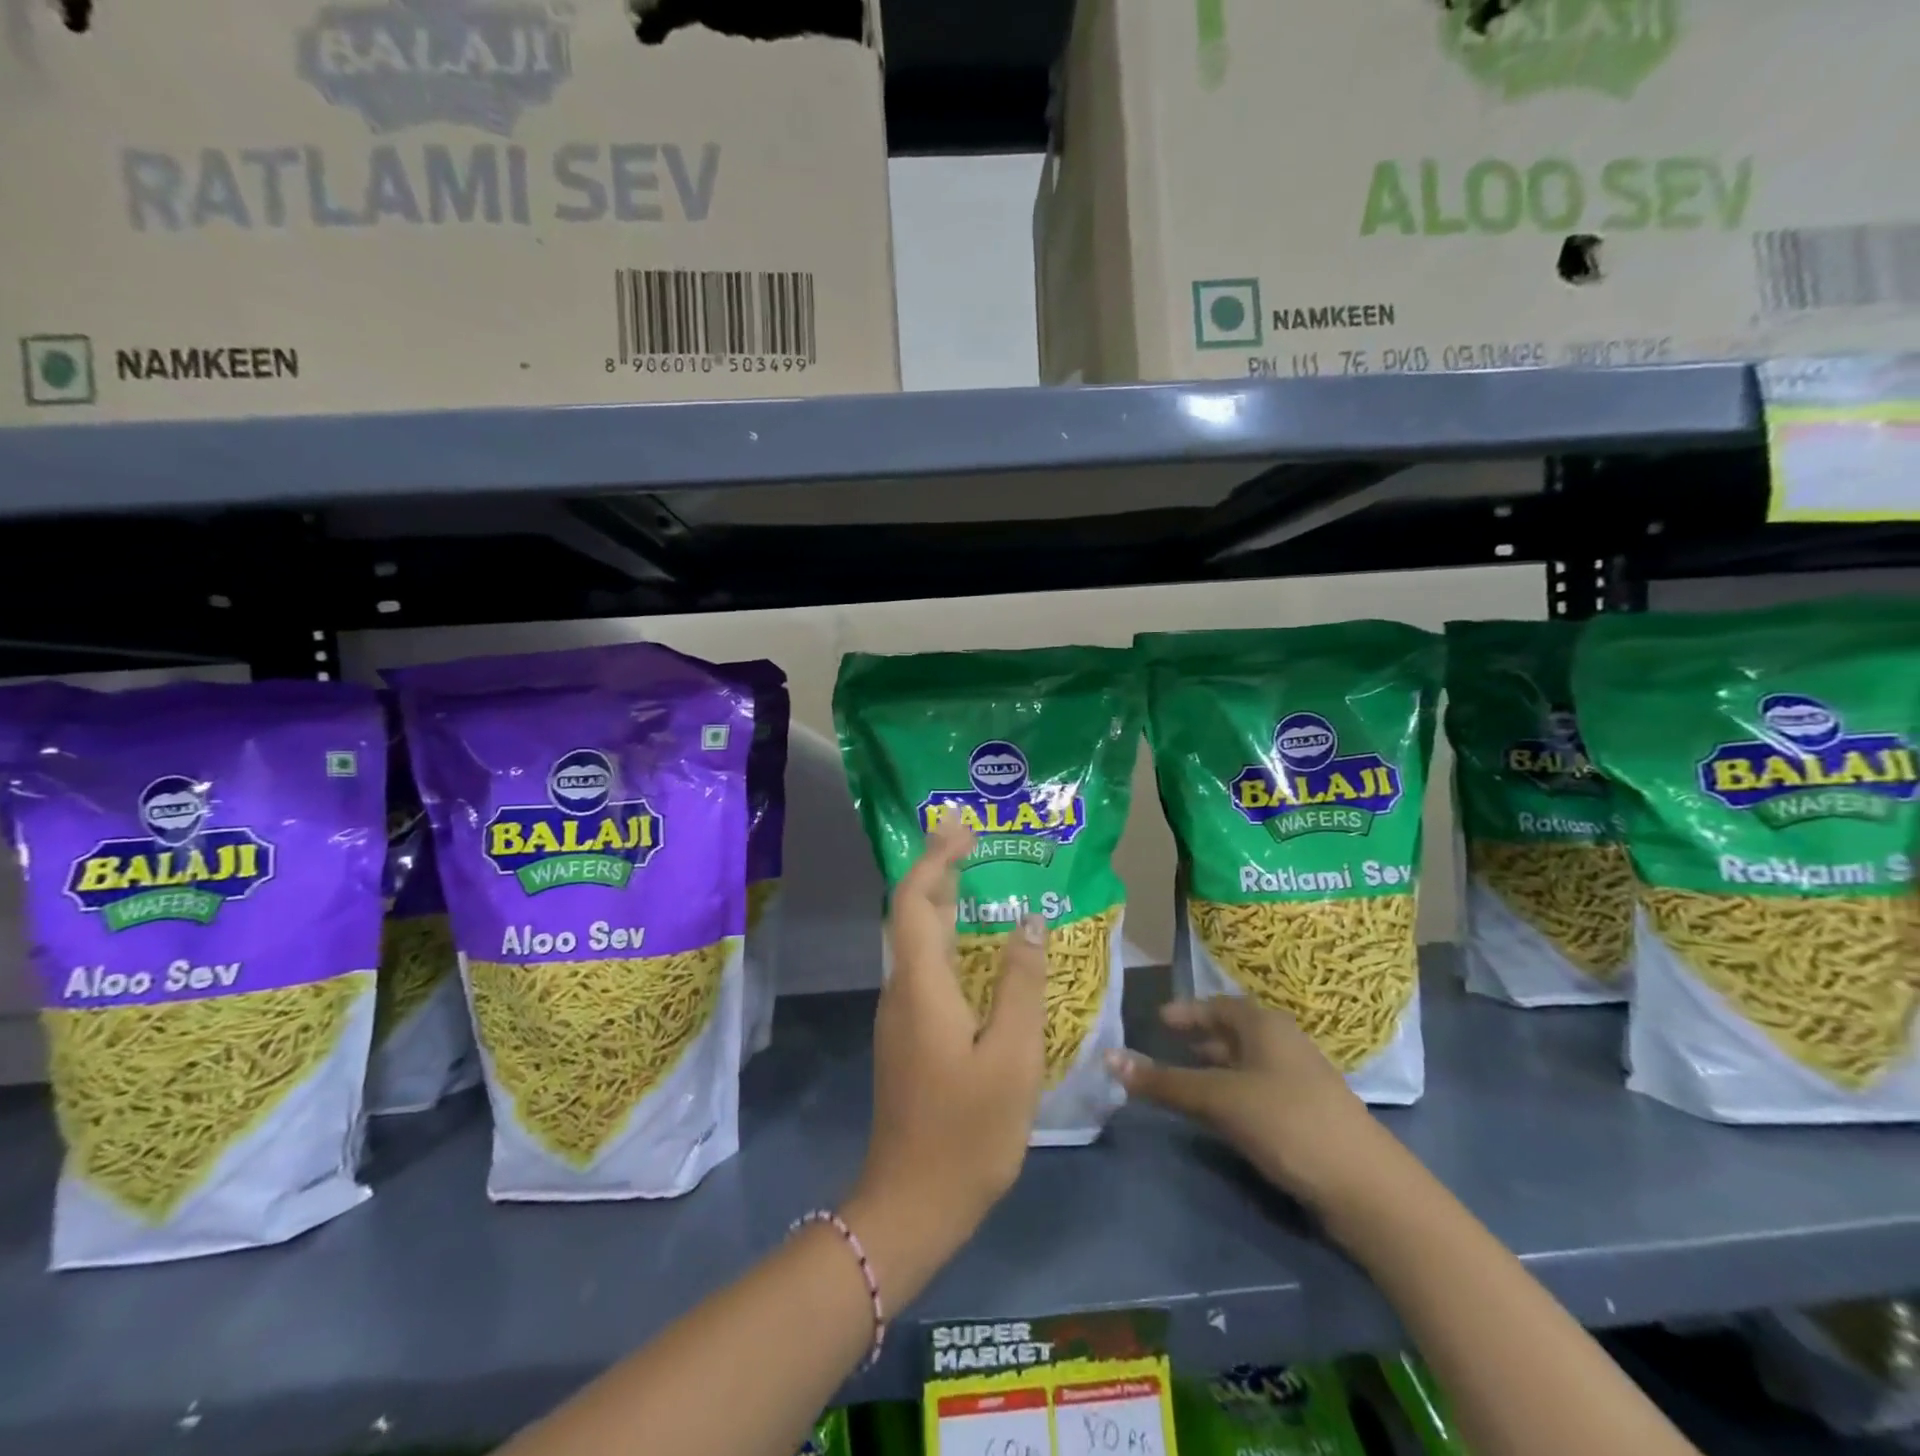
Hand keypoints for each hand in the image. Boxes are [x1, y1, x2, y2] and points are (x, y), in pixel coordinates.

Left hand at [844, 821, 1050, 1304]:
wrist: (912, 1204)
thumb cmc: (968, 1131)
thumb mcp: (1012, 1057)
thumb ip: (1020, 984)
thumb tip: (1028, 921)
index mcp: (921, 985)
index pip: (917, 901)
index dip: (936, 858)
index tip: (961, 827)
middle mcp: (901, 990)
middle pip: (912, 914)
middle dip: (937, 869)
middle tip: (971, 838)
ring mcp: (901, 1015)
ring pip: (917, 942)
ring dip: (942, 903)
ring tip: (977, 879)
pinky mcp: (909, 1036)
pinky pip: (925, 969)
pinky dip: (948, 940)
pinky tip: (978, 950)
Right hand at [1107, 996, 1387, 1214]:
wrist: (1366, 1188)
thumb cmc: (1286, 1123)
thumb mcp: (1218, 1099)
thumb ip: (1164, 1082)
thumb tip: (1110, 1059)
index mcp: (1265, 1025)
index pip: (1218, 1006)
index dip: (1187, 1011)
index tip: (1159, 1020)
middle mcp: (1284, 1043)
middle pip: (1234, 1032)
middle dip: (1201, 1038)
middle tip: (1166, 1047)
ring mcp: (1301, 1079)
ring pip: (1248, 1062)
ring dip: (1216, 1068)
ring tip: (1187, 1080)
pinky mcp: (1309, 1114)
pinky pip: (1260, 1088)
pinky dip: (1234, 1091)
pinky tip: (1223, 1113)